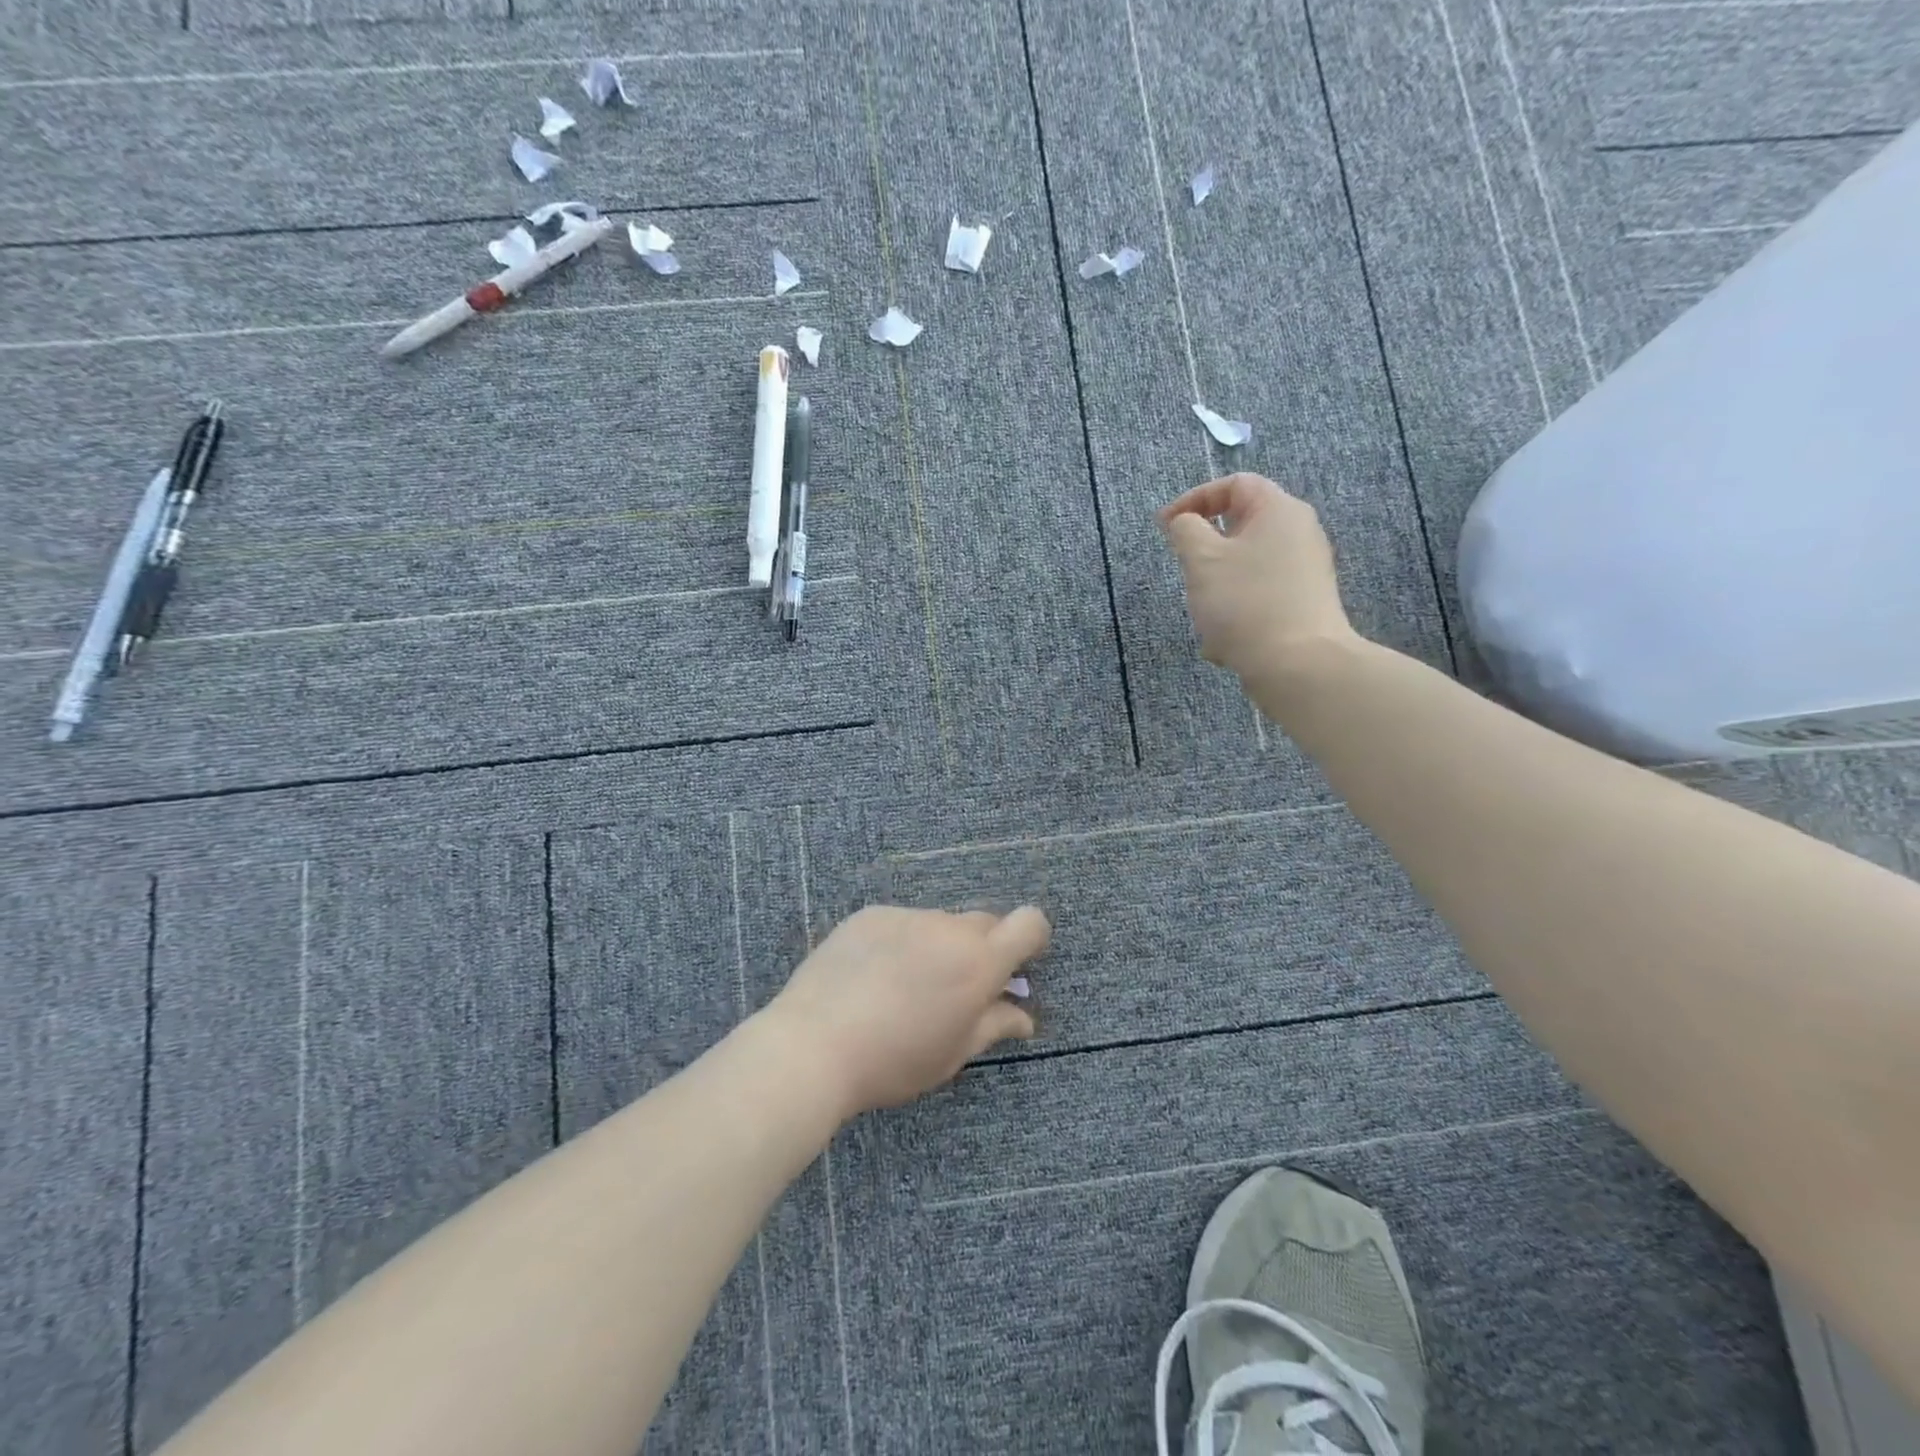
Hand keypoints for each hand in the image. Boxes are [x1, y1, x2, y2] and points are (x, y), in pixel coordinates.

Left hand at [764, 905, 1050, 1117]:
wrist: (814, 1044)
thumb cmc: (895, 1060)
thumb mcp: (952, 1052)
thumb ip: (993, 1025)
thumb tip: (1024, 1017)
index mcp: (979, 961)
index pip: (1029, 922)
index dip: (1031, 939)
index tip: (1017, 965)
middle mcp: (948, 927)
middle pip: (984, 922)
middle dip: (982, 949)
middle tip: (957, 988)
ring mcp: (906, 916)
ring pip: (938, 924)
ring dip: (938, 946)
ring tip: (904, 987)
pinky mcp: (870, 915)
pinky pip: (901, 923)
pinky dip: (901, 942)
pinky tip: (872, 976)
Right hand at [1158, 473, 1356, 679]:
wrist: (1297, 665)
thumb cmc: (1244, 603)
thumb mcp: (1201, 560)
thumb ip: (1185, 530)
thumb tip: (1185, 521)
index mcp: (1278, 510)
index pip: (1234, 484)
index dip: (1194, 499)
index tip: (1165, 527)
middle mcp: (1299, 533)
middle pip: (1240, 528)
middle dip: (1204, 552)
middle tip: (1185, 574)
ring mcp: (1305, 571)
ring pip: (1245, 567)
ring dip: (1216, 588)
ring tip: (1204, 617)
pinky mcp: (1304, 604)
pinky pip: (1259, 596)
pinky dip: (1236, 611)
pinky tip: (1224, 644)